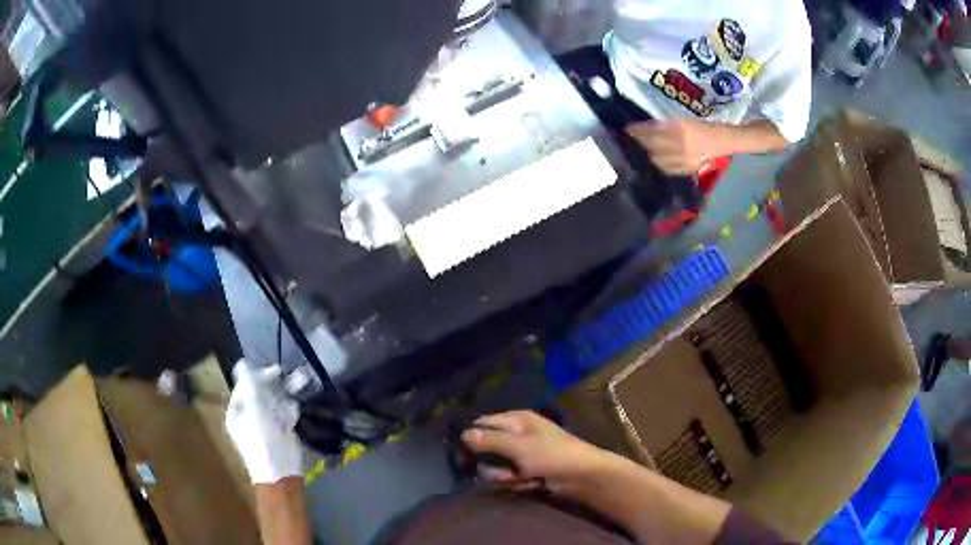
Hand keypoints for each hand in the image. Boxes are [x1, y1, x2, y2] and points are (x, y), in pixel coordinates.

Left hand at [225, 360, 302, 483]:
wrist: (281, 473)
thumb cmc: (263, 439)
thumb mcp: (254, 408)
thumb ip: (250, 385)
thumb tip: (242, 364)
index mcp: (236, 414)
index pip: (243, 388)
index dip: (257, 377)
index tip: (274, 372)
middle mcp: (248, 419)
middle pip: (259, 396)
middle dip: (273, 386)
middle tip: (286, 378)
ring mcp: (264, 429)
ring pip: (273, 406)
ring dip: (283, 396)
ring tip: (295, 388)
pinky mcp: (279, 436)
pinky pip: (282, 417)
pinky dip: (288, 411)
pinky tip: (295, 408)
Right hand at [461, 411, 618, 495]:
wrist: (581, 476)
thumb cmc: (551, 454)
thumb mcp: (518, 446)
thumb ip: (490, 440)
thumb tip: (463, 434)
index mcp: (516, 420)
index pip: (483, 423)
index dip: (472, 437)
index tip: (463, 453)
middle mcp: (515, 434)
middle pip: (486, 448)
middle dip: (492, 463)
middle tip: (503, 470)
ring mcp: (521, 454)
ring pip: (495, 466)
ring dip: (504, 475)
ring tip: (520, 478)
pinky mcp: (526, 471)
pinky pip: (508, 476)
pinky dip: (516, 482)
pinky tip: (529, 483)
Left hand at [626, 119, 717, 175]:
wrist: (726, 141)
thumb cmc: (707, 127)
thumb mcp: (685, 121)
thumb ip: (667, 126)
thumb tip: (647, 128)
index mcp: (681, 129)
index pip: (654, 131)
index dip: (639, 131)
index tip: (627, 129)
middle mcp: (682, 144)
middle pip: (653, 146)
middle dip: (640, 143)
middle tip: (629, 140)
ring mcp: (686, 159)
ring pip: (659, 159)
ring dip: (647, 155)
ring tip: (639, 151)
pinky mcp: (689, 169)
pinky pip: (669, 169)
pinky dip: (659, 164)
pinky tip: (654, 161)